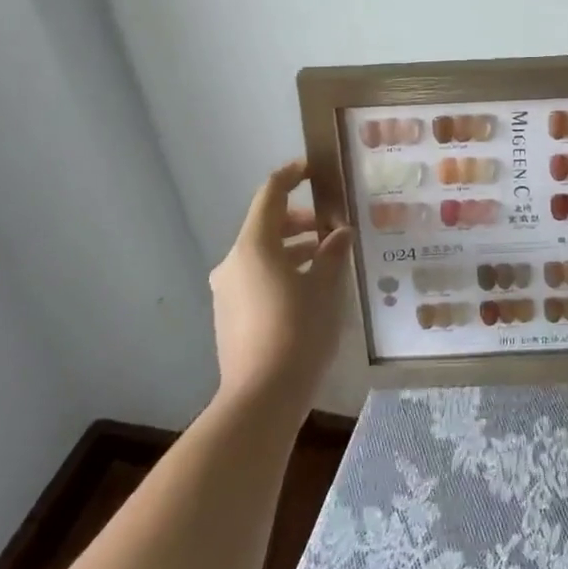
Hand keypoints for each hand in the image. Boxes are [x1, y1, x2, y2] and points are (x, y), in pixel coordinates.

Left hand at [209, 158, 352, 420]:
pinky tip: (310, 288)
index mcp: (253, 246)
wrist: (261, 399)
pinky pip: (257, 278)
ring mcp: (228, 291)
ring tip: (329, 258)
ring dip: (294, 249)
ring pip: (263, 254)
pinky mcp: (230, 316)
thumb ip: (333, 253)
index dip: (292, 176)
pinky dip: (282, 272)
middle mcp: (234, 262)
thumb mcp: (325, 287)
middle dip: (302, 221)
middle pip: (267, 225)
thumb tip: (339, 233)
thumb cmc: (297, 332)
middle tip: (334, 226)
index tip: (314, 169)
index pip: (271, 194)